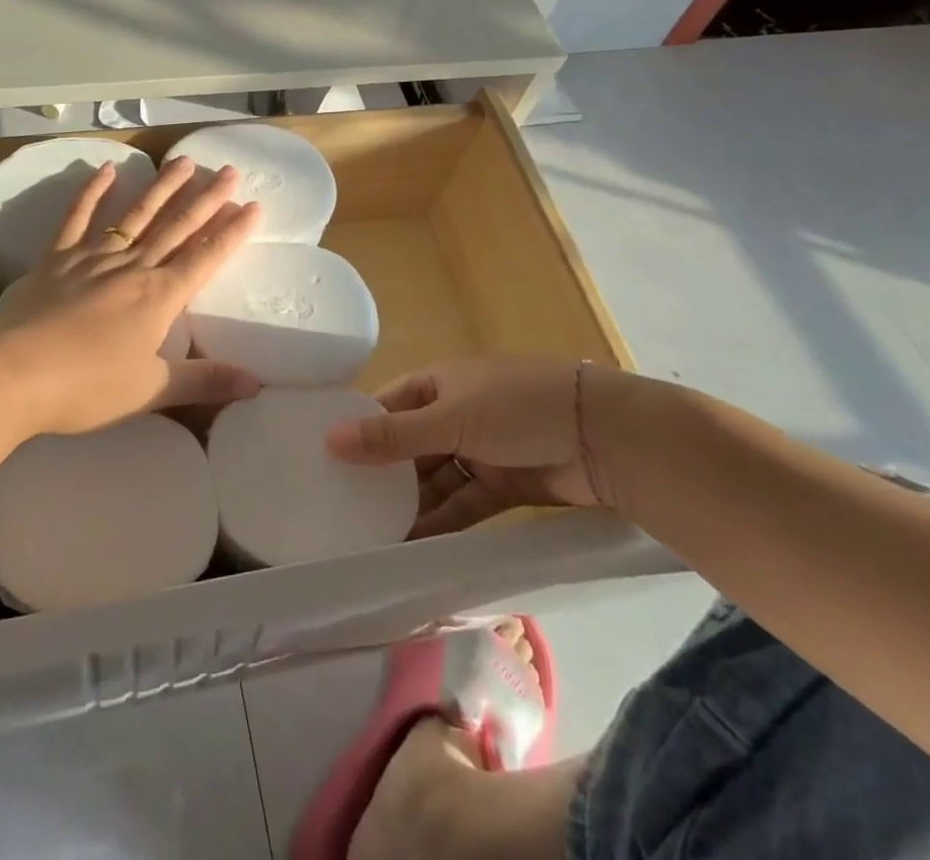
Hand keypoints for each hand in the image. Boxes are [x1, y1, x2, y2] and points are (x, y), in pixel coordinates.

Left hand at [0, 154, 263, 434]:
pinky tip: (107, 169)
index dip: (232, 232)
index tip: (253, 205)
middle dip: (206, 199)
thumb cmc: (86, 387)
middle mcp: (132, 267)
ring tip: (184, 161)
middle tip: (229, 171)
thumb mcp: (150, 391)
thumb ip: (204, 382)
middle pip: (177, 226)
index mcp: (159, 297)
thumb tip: (256, 384)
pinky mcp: (57, 257)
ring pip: (136, 214)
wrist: (13, 374)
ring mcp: (93, 257)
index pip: (205, 257)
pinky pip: (78, 217)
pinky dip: (92, 191)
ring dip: (162, 186)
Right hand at [324, 354, 630, 533]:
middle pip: (409, 446)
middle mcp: (455, 412)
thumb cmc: (518, 408)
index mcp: (439, 382)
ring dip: (411, 505)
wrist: (604, 437)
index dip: (360, 429)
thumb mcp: (450, 418)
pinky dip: (443, 523)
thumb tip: (330, 439)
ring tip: (373, 538)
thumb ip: (392, 436)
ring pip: (436, 480)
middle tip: (344, 509)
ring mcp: (482, 449)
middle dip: (383, 476)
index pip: (388, 405)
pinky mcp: (505, 484)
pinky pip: (464, 504)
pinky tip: (415, 546)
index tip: (325, 461)